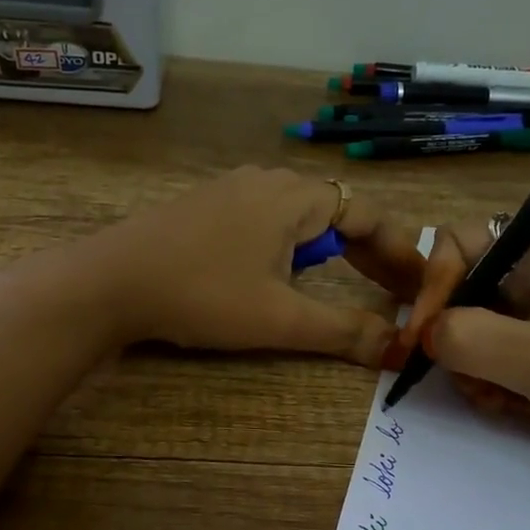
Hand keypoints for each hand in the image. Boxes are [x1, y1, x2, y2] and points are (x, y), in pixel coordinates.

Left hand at [86, 167, 426, 365]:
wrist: (109, 282)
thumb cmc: (202, 294)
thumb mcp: (279, 318)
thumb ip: (342, 331)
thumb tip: (397, 348)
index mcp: (295, 197)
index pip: (369, 215)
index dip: (401, 252)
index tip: (421, 286)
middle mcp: (268, 181)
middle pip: (338, 212)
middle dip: (370, 252)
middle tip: (394, 290)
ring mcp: (232, 190)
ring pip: (301, 216)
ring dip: (331, 249)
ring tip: (348, 282)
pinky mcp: (206, 207)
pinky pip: (268, 220)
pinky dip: (293, 246)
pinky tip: (283, 271)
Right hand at [398, 220, 529, 452]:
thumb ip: (472, 340)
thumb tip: (422, 335)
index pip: (459, 244)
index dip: (433, 288)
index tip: (421, 342)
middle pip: (464, 290)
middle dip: (458, 341)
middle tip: (472, 384)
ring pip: (478, 328)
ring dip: (478, 370)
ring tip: (504, 402)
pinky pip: (501, 353)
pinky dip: (499, 382)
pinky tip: (520, 407)